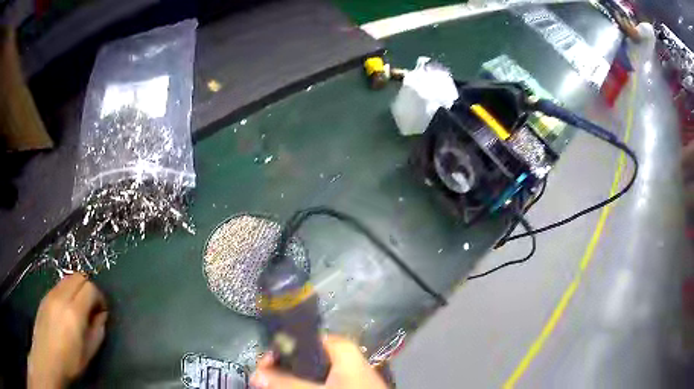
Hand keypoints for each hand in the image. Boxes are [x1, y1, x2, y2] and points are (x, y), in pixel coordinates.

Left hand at [28, 273, 107, 388]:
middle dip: (88, 288)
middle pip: (78, 276)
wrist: (47, 358)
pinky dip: (67, 291)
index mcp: (74, 312)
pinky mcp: (44, 296)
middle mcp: (61, 297)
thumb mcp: (89, 352)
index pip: (90, 288)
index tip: (102, 311)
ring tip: (79, 308)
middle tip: (92, 307)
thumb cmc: (70, 361)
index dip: (99, 297)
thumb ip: (98, 331)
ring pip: (68, 278)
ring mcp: (51, 294)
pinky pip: (59, 285)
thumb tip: (102, 315)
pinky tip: (67, 310)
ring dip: (77, 288)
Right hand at [250, 335, 387, 388]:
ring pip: (307, 371)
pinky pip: (317, 380)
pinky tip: (290, 388)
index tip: (264, 365)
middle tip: (264, 380)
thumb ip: (287, 383)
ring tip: (271, 385)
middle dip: (281, 368)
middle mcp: (340, 355)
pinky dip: (301, 384)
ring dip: (288, 379)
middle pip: (301, 356)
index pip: (301, 339)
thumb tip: (255, 375)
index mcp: (339, 347)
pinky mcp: (344, 382)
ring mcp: (343, 371)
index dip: (279, 350)